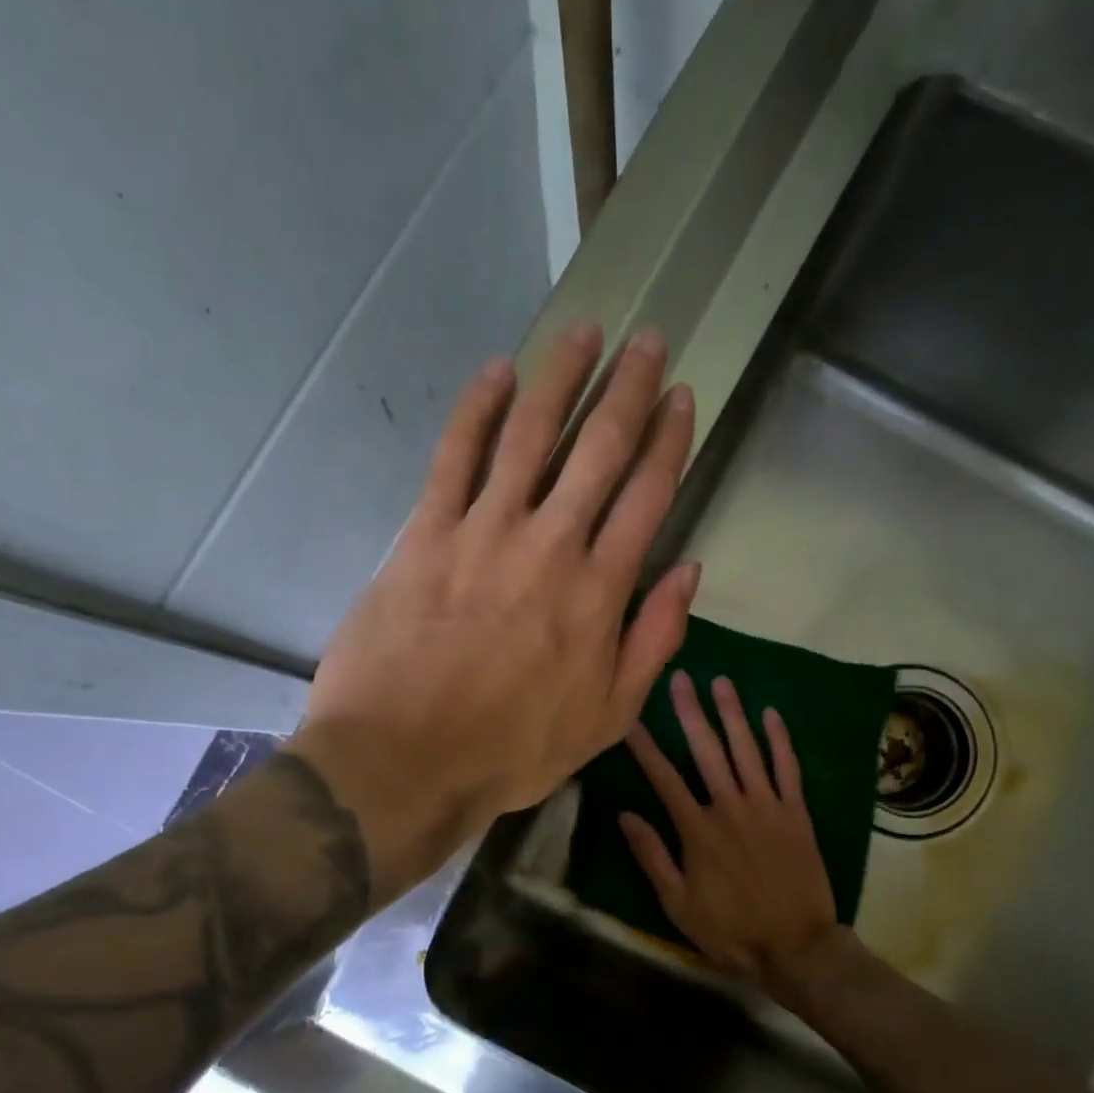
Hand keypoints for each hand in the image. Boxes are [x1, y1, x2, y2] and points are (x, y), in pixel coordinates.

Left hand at [294, 322, 700, 901]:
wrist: (405, 760)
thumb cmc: (513, 749)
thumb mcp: (608, 717)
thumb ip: (654, 640)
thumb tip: (688, 571)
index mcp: (599, 592)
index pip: (648, 495)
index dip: (669, 441)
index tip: (681, 398)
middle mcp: (550, 545)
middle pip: (598, 449)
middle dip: (628, 390)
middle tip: (647, 342)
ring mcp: (483, 532)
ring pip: (530, 435)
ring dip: (561, 378)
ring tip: (584, 332)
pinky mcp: (425, 534)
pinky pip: (454, 456)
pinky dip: (476, 409)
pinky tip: (496, 372)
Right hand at [620, 671, 850, 1003]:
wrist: (797, 947)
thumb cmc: (731, 931)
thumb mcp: (678, 904)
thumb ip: (652, 856)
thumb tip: (624, 815)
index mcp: (698, 829)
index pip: (663, 777)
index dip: (644, 746)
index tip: (629, 718)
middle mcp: (731, 806)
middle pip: (706, 750)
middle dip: (690, 712)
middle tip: (679, 678)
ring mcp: (767, 806)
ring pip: (746, 749)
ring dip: (732, 713)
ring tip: (720, 682)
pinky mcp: (796, 812)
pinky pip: (787, 768)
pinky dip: (780, 740)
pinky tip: (771, 713)